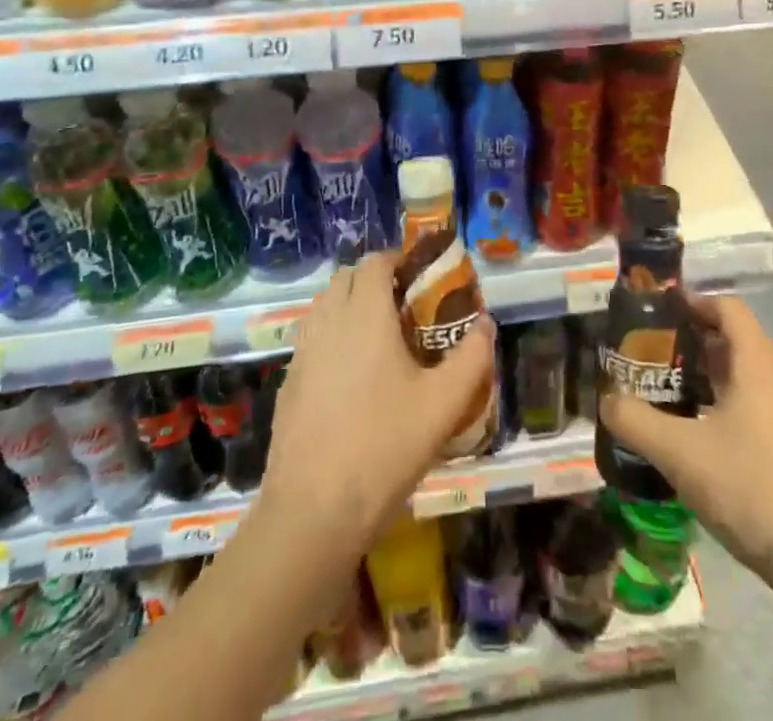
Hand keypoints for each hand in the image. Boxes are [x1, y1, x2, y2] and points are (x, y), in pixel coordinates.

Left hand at [258, 250, 495, 555]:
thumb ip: (471, 358)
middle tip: (405, 309)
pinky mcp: (288, 382)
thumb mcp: (443, 405)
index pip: (374, 261)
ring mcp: (301, 352)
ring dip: (350, 306)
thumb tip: (485, 325)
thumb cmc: (383, 448)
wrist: (312, 513)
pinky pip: (312, 338)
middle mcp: (328, 321)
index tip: (422, 280)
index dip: (398, 260)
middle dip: (374, 280)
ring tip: (381, 340)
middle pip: (346, 277)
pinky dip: (332, 337)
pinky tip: (353, 378)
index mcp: (363, 314)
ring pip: (325, 306)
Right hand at [602, 295, 772, 598]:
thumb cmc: (755, 489)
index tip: (656, 315)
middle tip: (648, 359)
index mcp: (758, 364)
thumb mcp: (682, 454)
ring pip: (743, 378)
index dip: (692, 303)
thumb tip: (606, 401)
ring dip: (705, 378)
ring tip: (665, 396)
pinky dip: (723, 407)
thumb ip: (636, 421)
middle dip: (689, 344)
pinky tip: (697, 440)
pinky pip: (755, 407)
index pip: (727, 307)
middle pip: (733, 341)